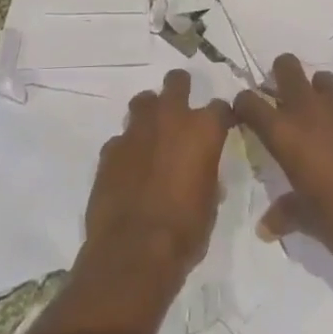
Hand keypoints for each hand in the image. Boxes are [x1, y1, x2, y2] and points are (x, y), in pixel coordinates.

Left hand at [83, 69, 231, 280]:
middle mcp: (170, 118)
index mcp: (202, 130)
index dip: (221, 117)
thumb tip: (202, 172)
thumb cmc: (184, 231)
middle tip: (182, 108)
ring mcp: (136, 130)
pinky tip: (129, 165)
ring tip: (153, 131)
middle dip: (181, 88)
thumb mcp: (210, 205)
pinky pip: (122, 137)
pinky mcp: (110, 147)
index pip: (220, 107)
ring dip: (150, 111)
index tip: (221, 125)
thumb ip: (207, 176)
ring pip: (144, 101)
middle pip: (176, 82)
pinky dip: (128, 146)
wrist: (133, 251)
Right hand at [232, 54, 332, 259]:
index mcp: (285, 133)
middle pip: (285, 66)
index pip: (249, 102)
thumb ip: (287, 215)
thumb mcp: (311, 222)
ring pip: (322, 78)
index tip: (245, 116)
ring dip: (318, 93)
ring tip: (326, 121)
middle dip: (280, 75)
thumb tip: (265, 227)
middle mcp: (309, 108)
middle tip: (285, 102)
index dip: (243, 105)